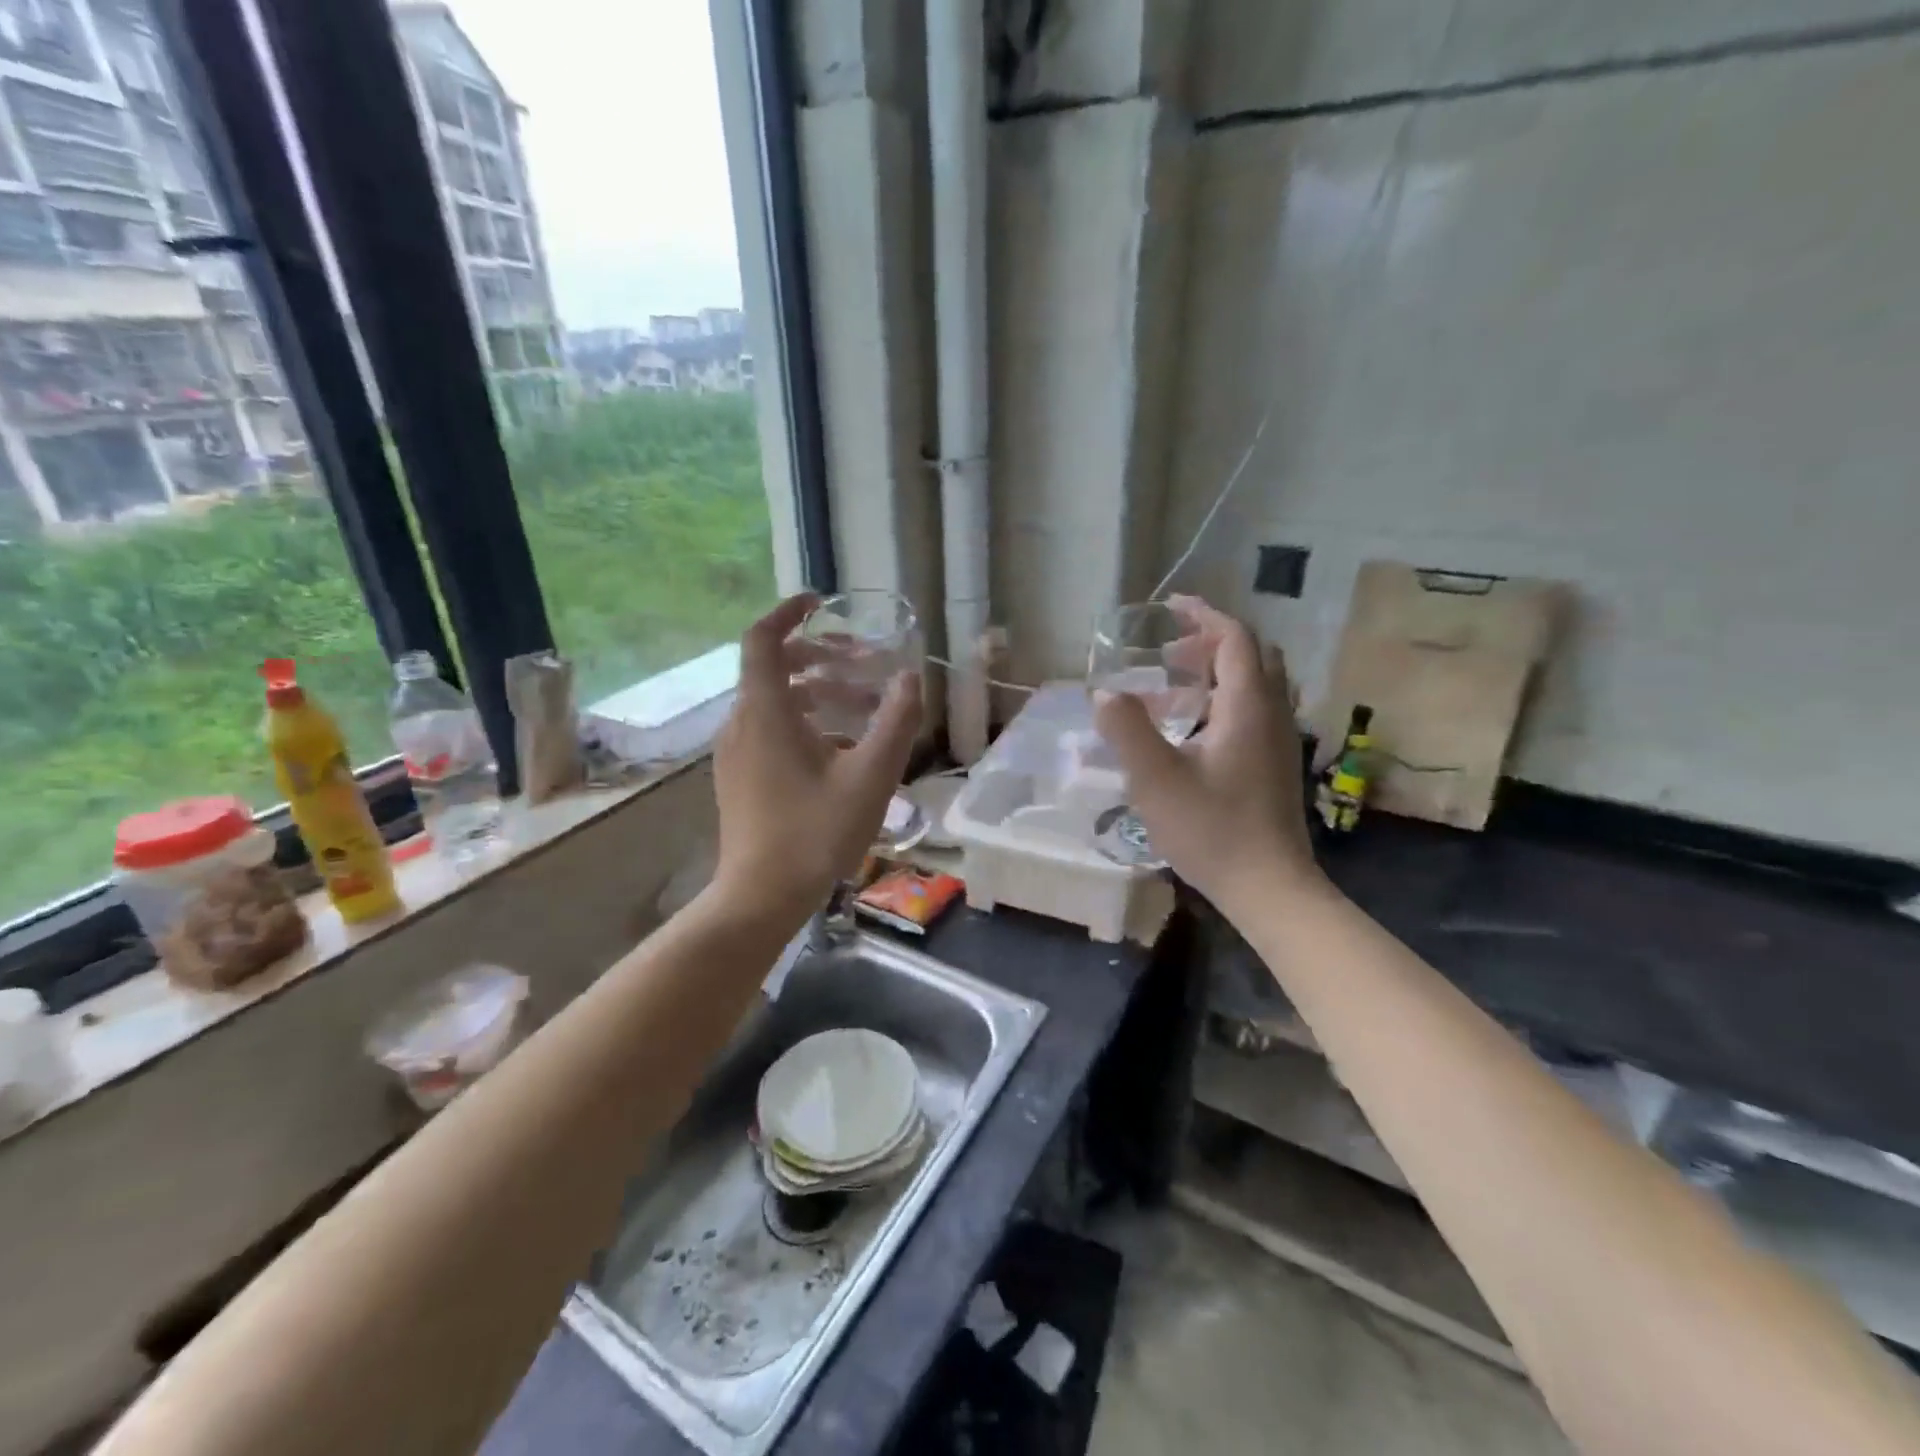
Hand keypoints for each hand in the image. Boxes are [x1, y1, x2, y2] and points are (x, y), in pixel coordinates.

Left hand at [712, 594, 921, 921]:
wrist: (761, 896)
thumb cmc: (816, 832)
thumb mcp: (870, 776)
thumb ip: (895, 721)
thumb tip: (911, 677)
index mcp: (765, 712)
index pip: (762, 639)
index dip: (789, 612)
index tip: (822, 603)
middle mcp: (742, 723)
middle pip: (773, 667)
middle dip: (820, 655)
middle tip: (864, 661)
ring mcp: (735, 752)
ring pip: (774, 700)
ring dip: (818, 691)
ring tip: (865, 705)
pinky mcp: (739, 776)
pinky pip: (769, 729)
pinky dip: (804, 720)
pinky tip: (842, 747)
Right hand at [1094, 596, 1319, 911]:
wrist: (1269, 887)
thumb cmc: (1212, 829)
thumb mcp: (1156, 779)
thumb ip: (1127, 730)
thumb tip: (1106, 695)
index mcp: (1248, 707)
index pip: (1236, 639)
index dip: (1204, 616)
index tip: (1171, 608)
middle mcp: (1272, 714)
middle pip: (1252, 656)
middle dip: (1210, 643)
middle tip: (1167, 655)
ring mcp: (1279, 741)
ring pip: (1256, 685)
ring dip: (1216, 673)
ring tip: (1172, 690)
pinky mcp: (1276, 765)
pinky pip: (1254, 712)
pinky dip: (1223, 701)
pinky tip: (1192, 732)